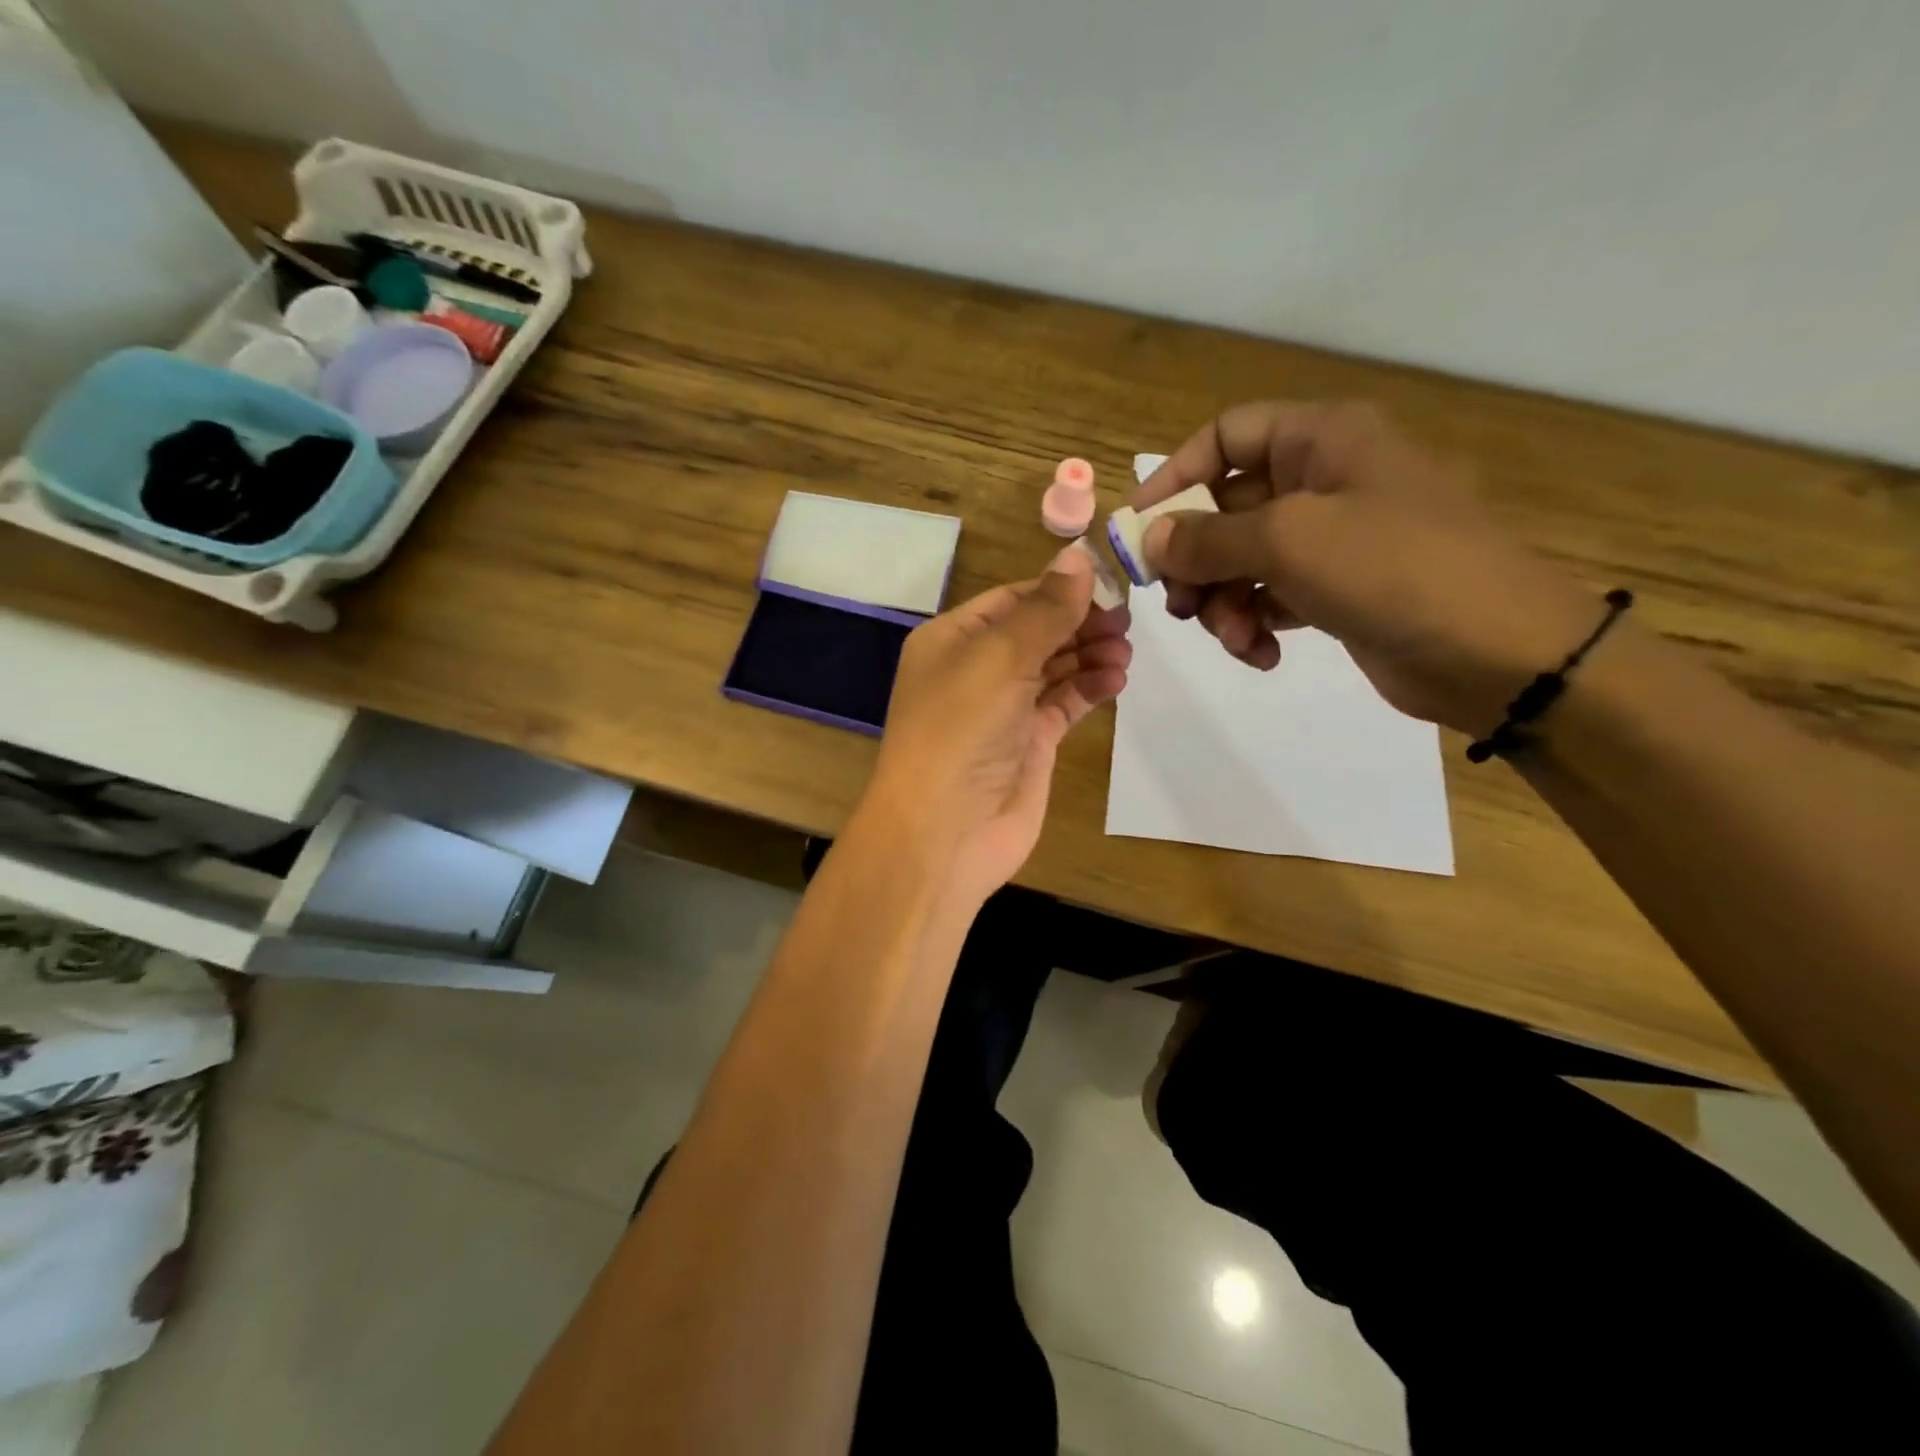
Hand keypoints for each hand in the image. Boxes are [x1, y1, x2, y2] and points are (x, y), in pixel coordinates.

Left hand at [866, 545, 1131, 906]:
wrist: (945, 831)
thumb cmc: (961, 730)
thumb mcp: (1000, 658)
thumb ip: (1045, 610)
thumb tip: (1079, 557)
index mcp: (952, 639)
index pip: (1012, 600)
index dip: (1058, 590)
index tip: (1109, 585)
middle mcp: (975, 670)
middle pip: (1037, 632)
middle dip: (1079, 623)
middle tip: (1125, 622)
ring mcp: (1003, 709)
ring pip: (1055, 667)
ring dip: (1090, 655)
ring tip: (1124, 653)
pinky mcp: (1029, 743)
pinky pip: (1064, 704)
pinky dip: (1090, 689)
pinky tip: (1116, 679)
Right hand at [1136, 400, 1602, 735]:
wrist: (1498, 651)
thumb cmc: (1395, 568)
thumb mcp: (1290, 541)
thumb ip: (1208, 538)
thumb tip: (1151, 540)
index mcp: (1322, 440)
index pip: (1226, 435)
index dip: (1175, 476)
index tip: (1138, 529)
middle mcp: (1324, 480)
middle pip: (1226, 508)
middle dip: (1196, 559)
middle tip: (1177, 603)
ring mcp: (1333, 538)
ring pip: (1243, 560)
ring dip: (1222, 602)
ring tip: (1232, 637)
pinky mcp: (1337, 590)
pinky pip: (1271, 597)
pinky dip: (1255, 625)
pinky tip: (1262, 654)